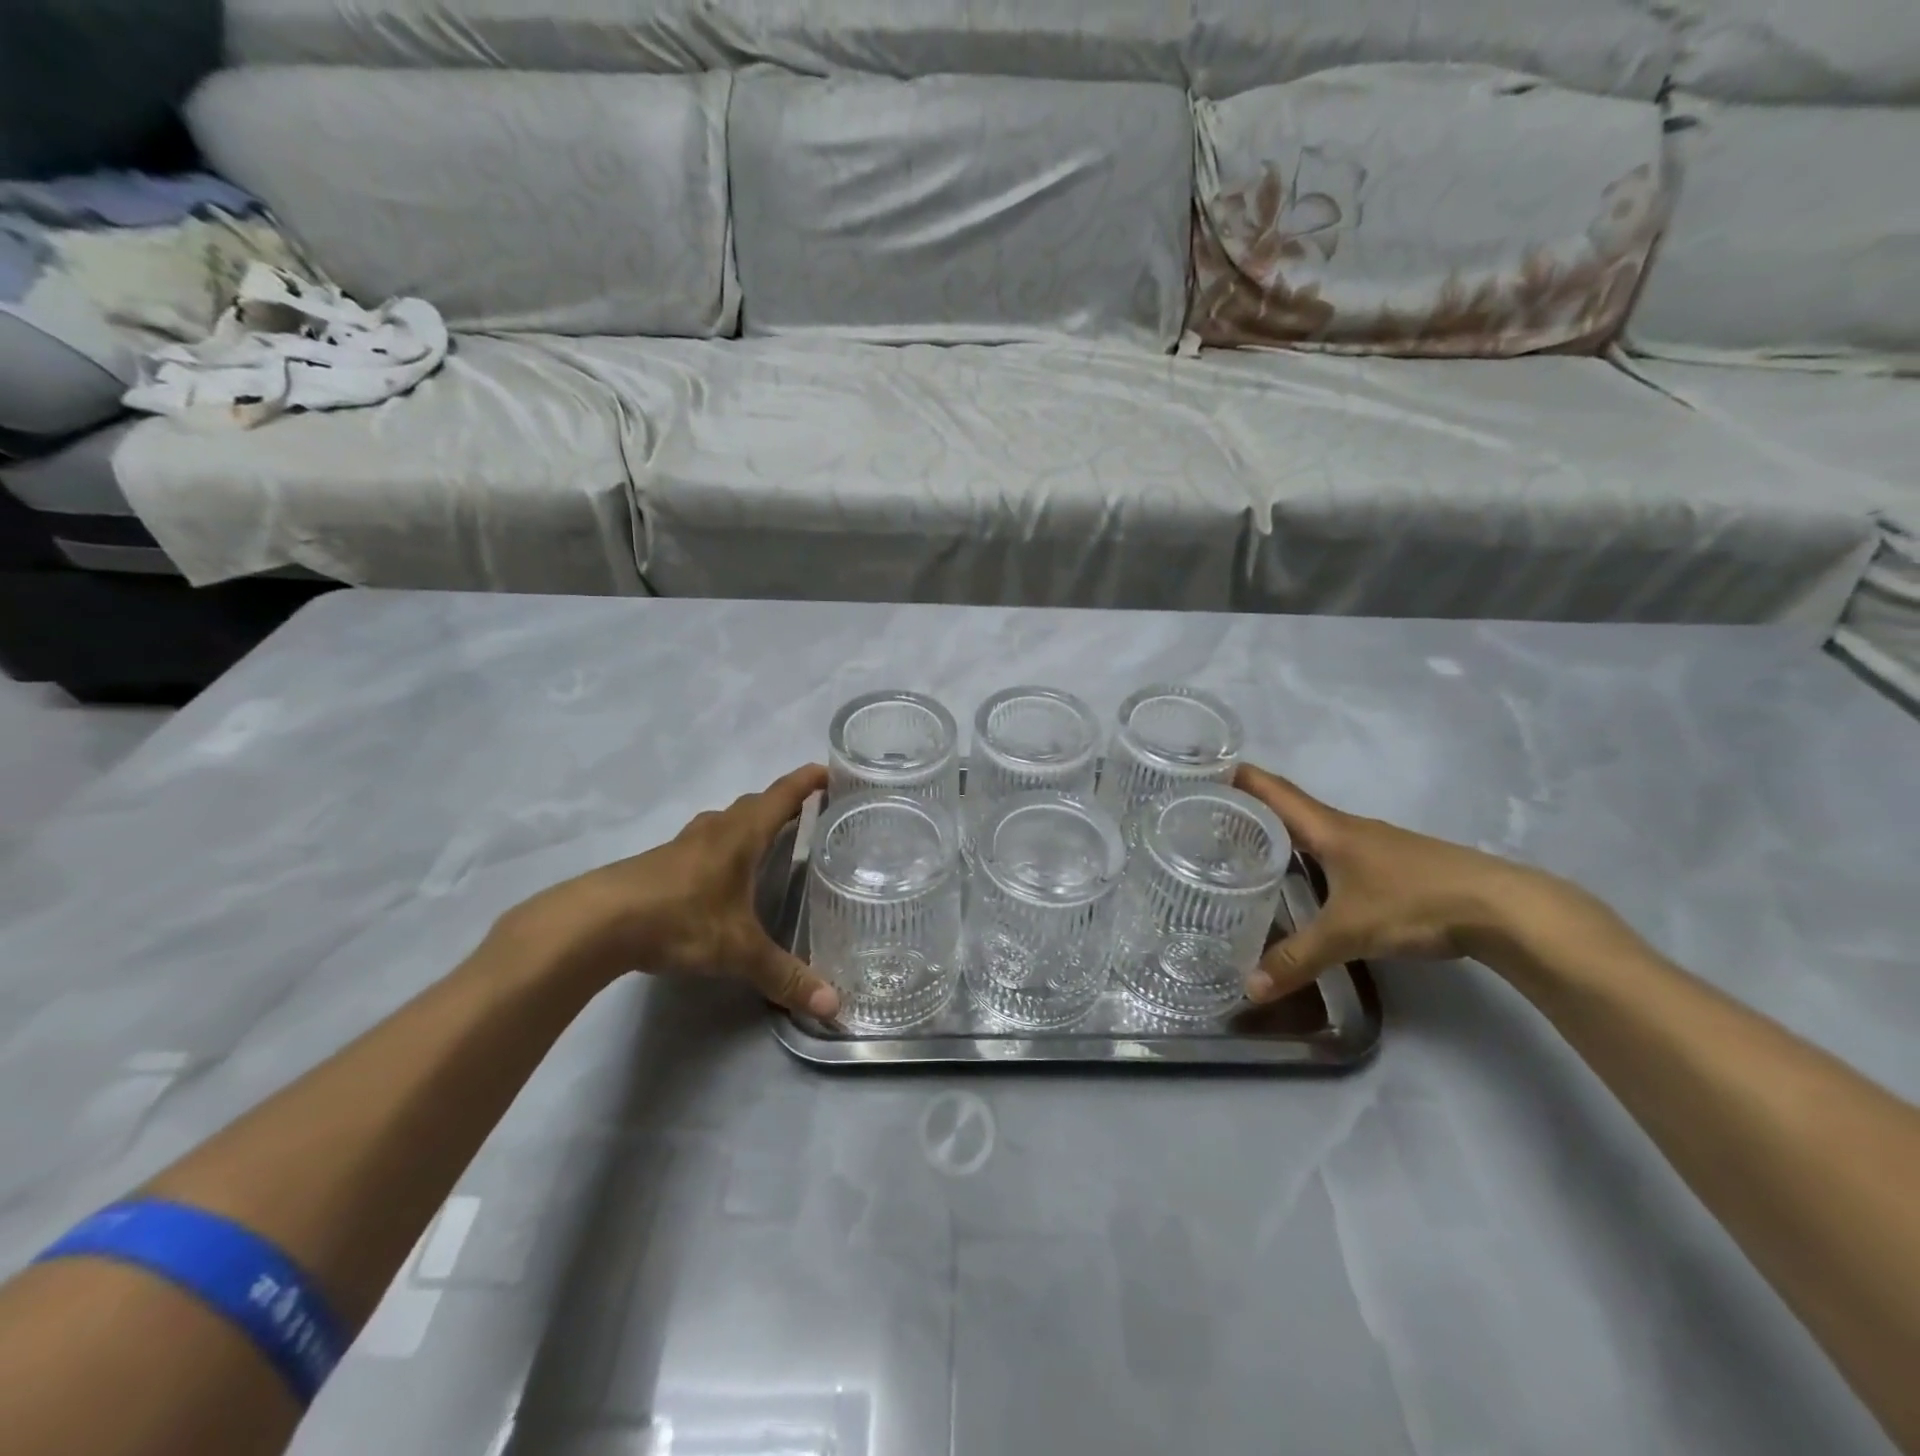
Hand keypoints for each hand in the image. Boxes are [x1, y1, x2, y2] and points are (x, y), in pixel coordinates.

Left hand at [497, 764, 839, 1017]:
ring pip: (724, 822)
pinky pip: (703, 843)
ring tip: (768, 843)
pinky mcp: (660, 864)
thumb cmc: (680, 920)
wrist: (597, 923)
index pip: (782, 796)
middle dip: (782, 804)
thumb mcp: (739, 952)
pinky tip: (721, 876)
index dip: (807, 781)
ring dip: (748, 824)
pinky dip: (722, 847)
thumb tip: (833, 1006)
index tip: (829, 771)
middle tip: (808, 816)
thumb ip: (785, 976)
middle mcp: (716, 830)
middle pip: (754, 804)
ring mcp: (683, 844)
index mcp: (742, 835)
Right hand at [1235, 763, 1570, 1001]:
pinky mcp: (1390, 863)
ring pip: (1312, 828)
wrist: (1501, 908)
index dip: (1237, 776)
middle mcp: (1345, 826)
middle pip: (1287, 805)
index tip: (1200, 771)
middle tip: (1205, 815)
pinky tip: (1300, 875)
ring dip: (1278, 829)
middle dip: (1247, 805)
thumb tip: (1249, 989)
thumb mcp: (1348, 934)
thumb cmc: (1414, 902)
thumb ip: (1297, 960)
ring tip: (1241, 844)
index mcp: (1328, 828)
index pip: (1272, 790)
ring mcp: (1372, 843)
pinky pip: (1333, 847)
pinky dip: (1306, 852)